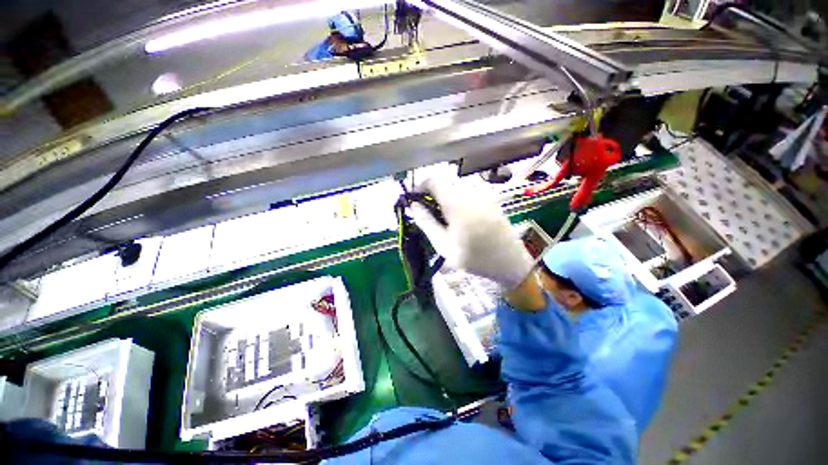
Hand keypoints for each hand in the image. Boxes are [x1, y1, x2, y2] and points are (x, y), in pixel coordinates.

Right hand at [407, 174, 534, 291]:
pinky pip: (468, 193)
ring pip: (456, 188)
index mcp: (457, 203)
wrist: (510, 262)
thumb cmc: (474, 258)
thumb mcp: (443, 245)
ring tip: (444, 219)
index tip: (415, 199)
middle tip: (428, 214)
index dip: (420, 186)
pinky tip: (460, 219)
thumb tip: (413, 205)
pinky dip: (458, 201)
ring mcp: (483, 194)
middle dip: (432, 195)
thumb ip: (426, 222)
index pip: (433, 180)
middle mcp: (471, 193)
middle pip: (445, 184)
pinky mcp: (491, 199)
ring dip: (445, 198)